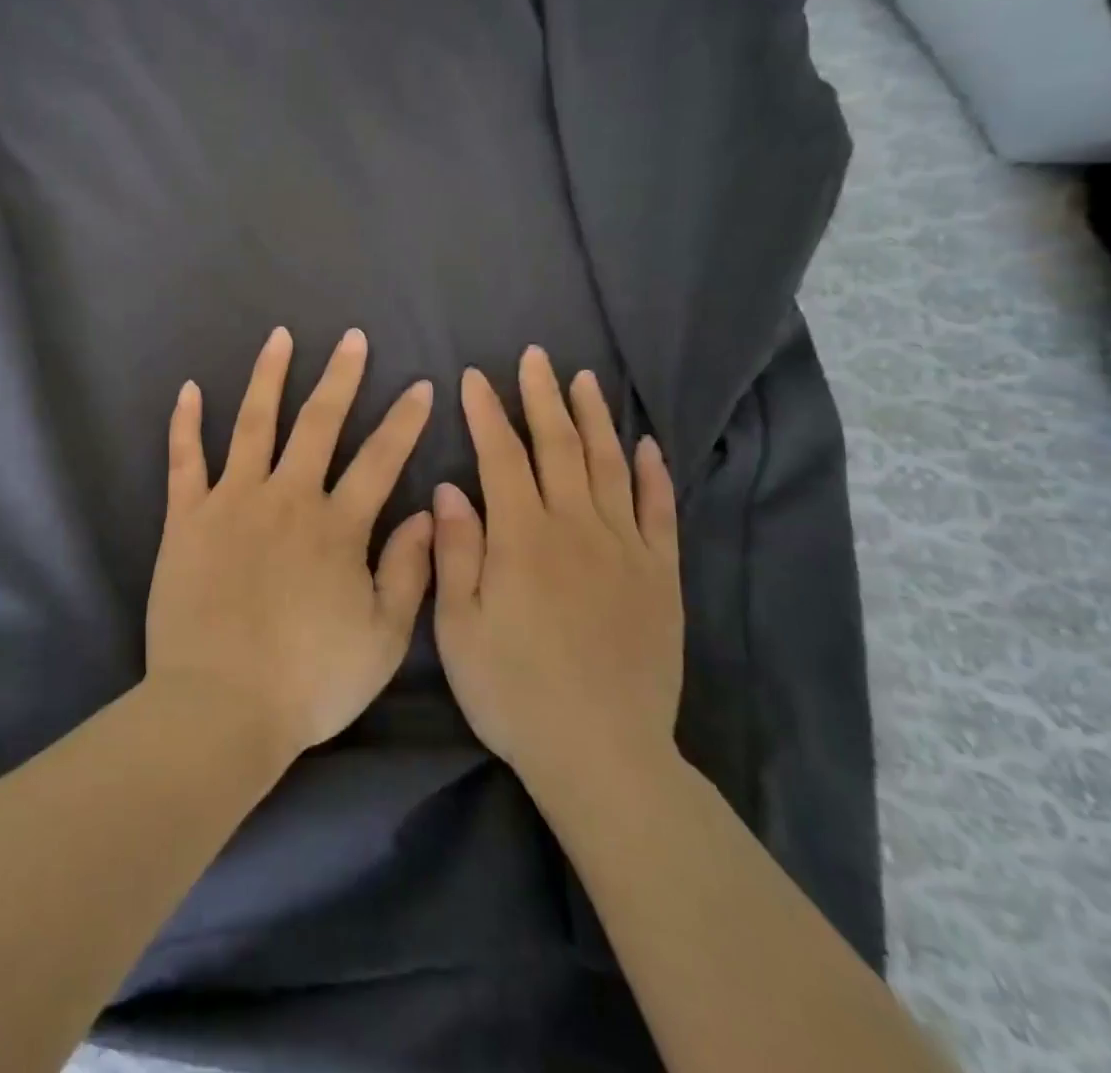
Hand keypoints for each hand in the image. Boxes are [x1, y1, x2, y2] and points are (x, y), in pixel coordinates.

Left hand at [145, 326, 435, 758]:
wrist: (221, 707)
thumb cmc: (309, 682)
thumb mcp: (383, 638)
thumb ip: (410, 571)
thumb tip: (429, 512)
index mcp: (337, 526)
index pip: (380, 459)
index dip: (404, 421)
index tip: (420, 385)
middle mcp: (287, 498)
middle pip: (319, 423)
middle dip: (340, 377)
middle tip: (352, 338)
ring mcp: (232, 502)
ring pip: (254, 424)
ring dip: (268, 377)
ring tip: (279, 338)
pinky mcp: (186, 518)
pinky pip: (185, 459)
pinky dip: (185, 423)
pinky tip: (188, 389)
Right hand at [432, 347, 682, 787]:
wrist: (602, 753)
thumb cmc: (513, 691)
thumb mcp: (458, 627)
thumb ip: (455, 551)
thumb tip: (449, 488)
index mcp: (522, 537)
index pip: (501, 456)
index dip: (486, 412)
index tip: (474, 377)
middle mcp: (576, 528)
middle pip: (559, 447)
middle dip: (542, 397)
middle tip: (536, 356)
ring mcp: (625, 549)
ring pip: (610, 466)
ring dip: (595, 419)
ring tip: (585, 380)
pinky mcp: (660, 576)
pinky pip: (659, 512)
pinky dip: (653, 474)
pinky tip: (647, 445)